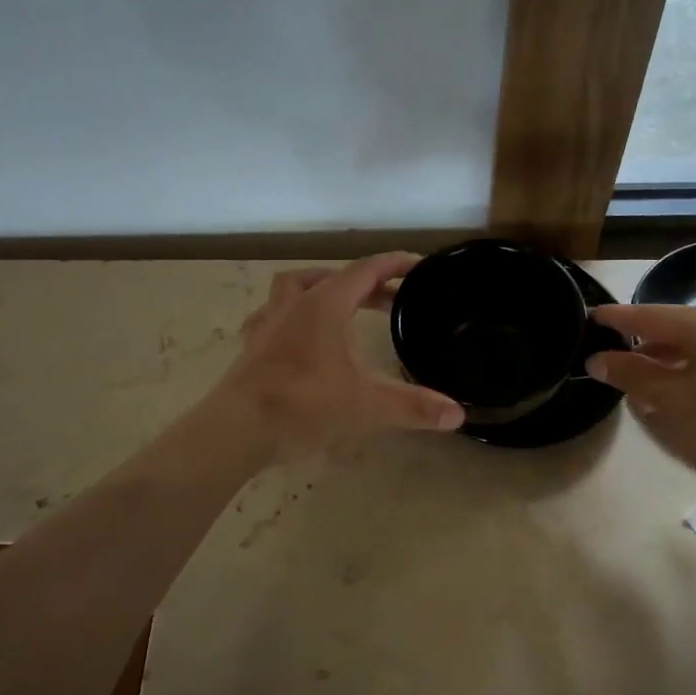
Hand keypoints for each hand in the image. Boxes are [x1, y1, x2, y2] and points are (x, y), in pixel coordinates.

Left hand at [207, 254, 463, 463]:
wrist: (237, 429)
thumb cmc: (304, 406)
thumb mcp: (366, 405)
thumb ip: (412, 407)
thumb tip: (458, 415)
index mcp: (324, 305)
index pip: (365, 271)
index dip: (393, 264)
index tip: (417, 264)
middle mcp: (294, 305)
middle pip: (333, 278)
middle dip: (366, 284)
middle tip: (392, 298)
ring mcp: (267, 324)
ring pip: (293, 288)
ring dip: (320, 287)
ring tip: (340, 302)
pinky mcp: (251, 348)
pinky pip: (270, 317)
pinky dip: (289, 316)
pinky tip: (294, 333)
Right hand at [587, 303, 695, 529]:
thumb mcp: (668, 402)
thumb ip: (630, 373)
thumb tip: (598, 359)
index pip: (655, 316)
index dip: (620, 319)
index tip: (594, 316)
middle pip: (688, 327)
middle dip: (654, 343)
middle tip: (626, 357)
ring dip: (685, 357)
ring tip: (661, 378)